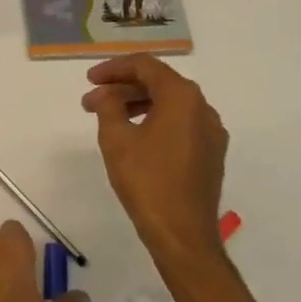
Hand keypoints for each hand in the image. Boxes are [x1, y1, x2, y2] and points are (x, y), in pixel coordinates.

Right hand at [81, 55, 228, 266]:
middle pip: (159, 83)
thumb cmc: (147, 181)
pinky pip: (180, 123)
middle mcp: (202, 107)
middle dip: (122, 88)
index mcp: (182, 96)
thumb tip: (106, 94)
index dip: (114, 68)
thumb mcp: (116, 139)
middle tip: (92, 100)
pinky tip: (134, 135)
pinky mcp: (211, 153)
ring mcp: (211, 131)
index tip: (89, 80)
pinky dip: (155, 120)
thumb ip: (108, 106)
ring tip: (108, 118)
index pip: (145, 66)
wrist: (183, 235)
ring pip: (170, 104)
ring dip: (137, 104)